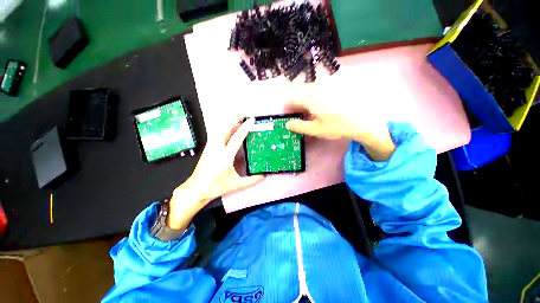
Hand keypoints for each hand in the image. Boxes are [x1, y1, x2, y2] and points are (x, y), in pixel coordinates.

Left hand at [167, 118, 263, 229]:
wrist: (196, 189)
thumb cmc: (216, 187)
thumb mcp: (236, 184)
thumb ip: (251, 180)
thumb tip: (263, 176)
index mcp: (225, 157)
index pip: (236, 138)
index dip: (244, 128)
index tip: (251, 119)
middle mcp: (217, 149)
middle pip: (225, 129)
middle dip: (235, 119)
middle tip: (244, 114)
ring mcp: (210, 147)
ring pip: (219, 130)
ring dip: (229, 123)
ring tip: (238, 120)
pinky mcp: (208, 148)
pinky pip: (216, 134)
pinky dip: (224, 128)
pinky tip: (229, 129)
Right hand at [284, 86, 395, 160]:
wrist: (363, 121)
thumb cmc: (337, 127)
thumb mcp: (315, 130)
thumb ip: (299, 126)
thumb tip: (287, 124)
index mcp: (311, 99)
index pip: (292, 97)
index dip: (286, 103)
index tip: (284, 109)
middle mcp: (318, 89)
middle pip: (299, 89)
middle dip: (293, 98)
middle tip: (293, 109)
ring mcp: (327, 86)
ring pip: (308, 88)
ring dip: (302, 95)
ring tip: (303, 107)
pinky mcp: (334, 87)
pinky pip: (318, 88)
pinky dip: (312, 94)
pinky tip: (316, 103)